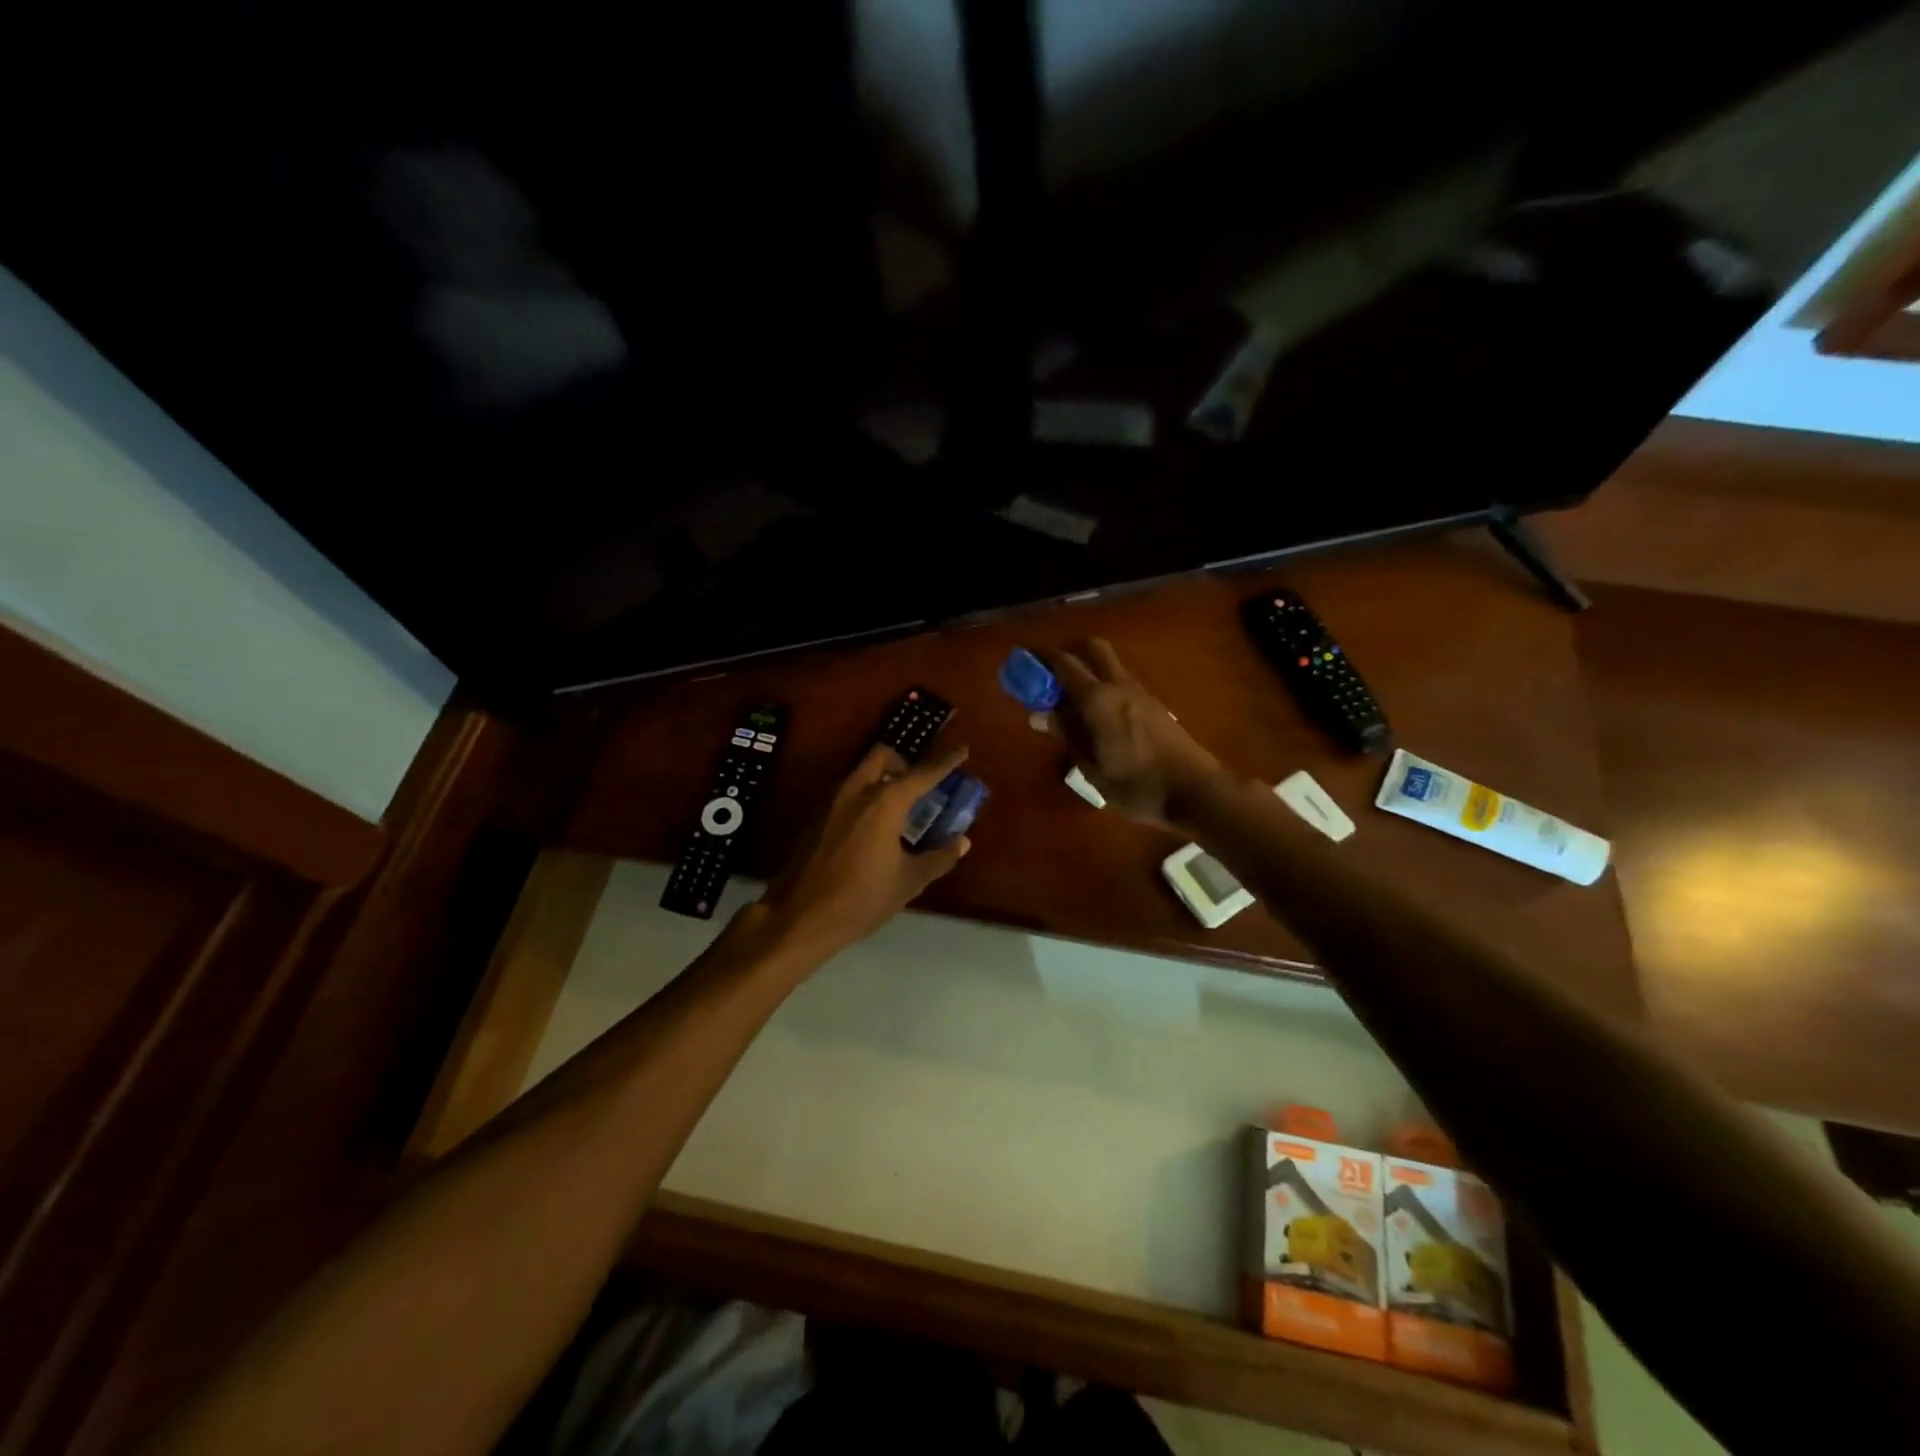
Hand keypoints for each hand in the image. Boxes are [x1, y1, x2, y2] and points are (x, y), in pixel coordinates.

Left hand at [751, 744, 972, 963]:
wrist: (800, 916)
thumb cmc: (862, 898)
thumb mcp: (908, 881)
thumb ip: (939, 858)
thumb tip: (961, 842)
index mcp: (885, 802)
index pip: (923, 773)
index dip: (945, 762)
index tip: (962, 751)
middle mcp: (857, 791)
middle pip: (883, 757)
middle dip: (903, 762)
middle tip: (918, 785)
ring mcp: (831, 801)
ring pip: (861, 772)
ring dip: (881, 779)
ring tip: (897, 808)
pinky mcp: (815, 816)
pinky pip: (846, 792)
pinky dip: (864, 796)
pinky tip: (871, 828)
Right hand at [1047, 639, 1222, 828]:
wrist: (1196, 792)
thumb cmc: (1138, 786)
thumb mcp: (1092, 768)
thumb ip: (1067, 735)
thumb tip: (1040, 714)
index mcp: (1098, 699)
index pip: (1063, 663)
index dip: (1040, 658)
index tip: (1021, 660)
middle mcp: (1119, 686)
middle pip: (1092, 648)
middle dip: (1067, 651)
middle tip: (1047, 673)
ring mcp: (1140, 693)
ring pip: (1109, 665)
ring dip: (1086, 670)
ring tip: (1066, 700)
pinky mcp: (1154, 705)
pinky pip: (1120, 683)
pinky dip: (1102, 686)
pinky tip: (1093, 715)